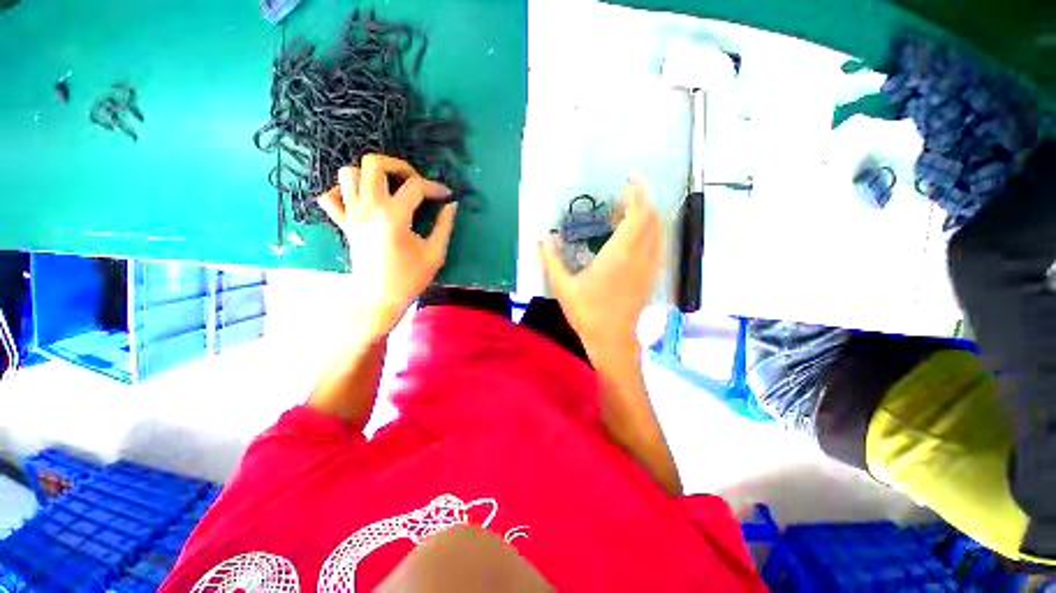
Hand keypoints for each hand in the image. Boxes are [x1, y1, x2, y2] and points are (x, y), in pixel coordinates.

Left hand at [319, 154, 457, 340]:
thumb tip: (452, 205)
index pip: (415, 187)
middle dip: (399, 166)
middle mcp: (369, 208)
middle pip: (374, 164)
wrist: (378, 299)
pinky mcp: (344, 224)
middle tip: (415, 182)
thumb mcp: (435, 253)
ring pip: (349, 174)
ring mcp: (352, 215)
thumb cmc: (410, 279)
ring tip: (390, 189)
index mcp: (394, 216)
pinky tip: (363, 202)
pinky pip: (332, 197)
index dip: (435, 187)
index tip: (446, 196)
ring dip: (371, 175)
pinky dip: (344, 192)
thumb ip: (445, 226)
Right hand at [539, 180, 661, 350]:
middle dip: (644, 201)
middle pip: (652, 220)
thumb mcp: (563, 287)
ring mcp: (650, 268)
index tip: (631, 179)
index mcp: (619, 256)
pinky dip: (653, 233)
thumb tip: (543, 238)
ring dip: (649, 216)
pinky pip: (659, 247)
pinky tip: (639, 236)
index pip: (638, 215)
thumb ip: (551, 261)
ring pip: (659, 233)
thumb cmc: (588, 315)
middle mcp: (640, 257)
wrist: (613, 342)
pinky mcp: (652, 278)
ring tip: (630, 212)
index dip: (638, 194)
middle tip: (626, 195)